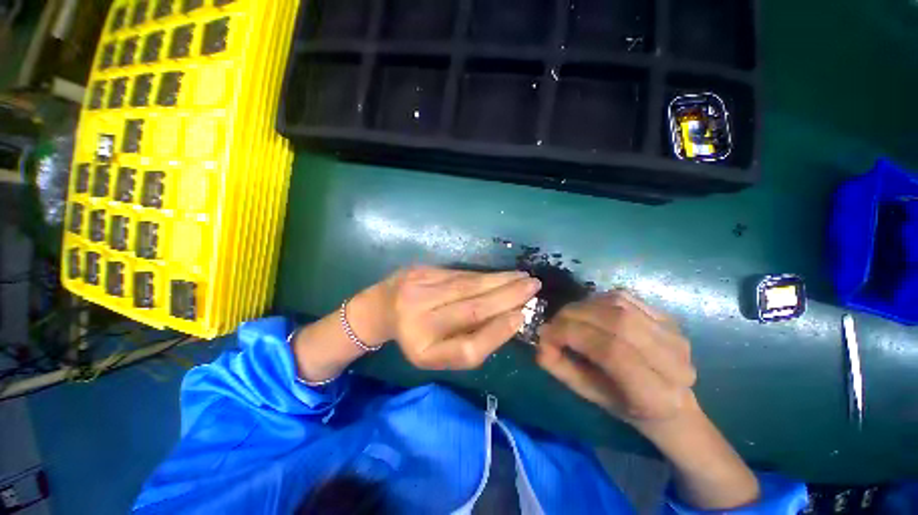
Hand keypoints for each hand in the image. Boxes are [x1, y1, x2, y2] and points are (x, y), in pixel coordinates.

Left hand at [382, 266, 540, 369]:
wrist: (381, 307)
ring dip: (500, 281)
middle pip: (471, 309)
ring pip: (468, 285)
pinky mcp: (422, 271)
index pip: (467, 349)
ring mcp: (418, 290)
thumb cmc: (415, 336)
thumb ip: (470, 342)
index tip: (521, 317)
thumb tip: (508, 319)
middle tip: (534, 287)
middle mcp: (419, 320)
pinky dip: (484, 275)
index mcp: (424, 350)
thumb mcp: (438, 352)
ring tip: (524, 278)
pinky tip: (501, 274)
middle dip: (507, 297)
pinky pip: (460, 274)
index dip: (497, 333)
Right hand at [537, 290, 760, 508]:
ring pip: (619, 305)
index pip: (611, 352)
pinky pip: (624, 297)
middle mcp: (674, 362)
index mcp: (656, 395)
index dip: (572, 335)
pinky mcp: (668, 317)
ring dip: (584, 305)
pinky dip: (597, 299)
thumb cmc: (625, 404)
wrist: (670, 400)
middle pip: (617, 322)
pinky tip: (588, 310)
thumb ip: (561, 368)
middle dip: (575, 316)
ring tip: (568, 316)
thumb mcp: (588, 394)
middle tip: (554, 322)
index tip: (546, 334)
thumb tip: (540, 341)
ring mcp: (674, 335)